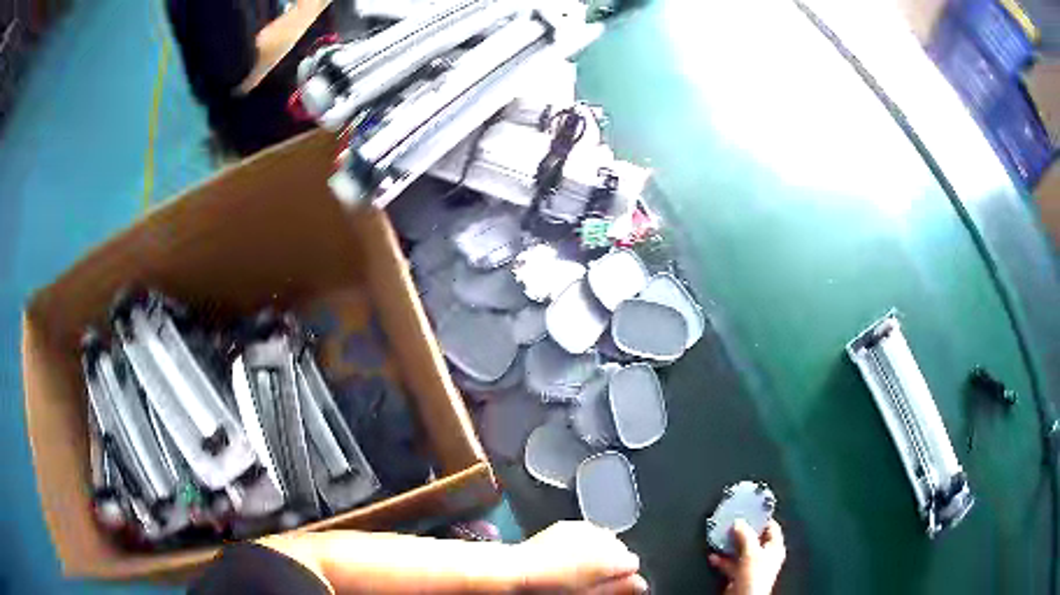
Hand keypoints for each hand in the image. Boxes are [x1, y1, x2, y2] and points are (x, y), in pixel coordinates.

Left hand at [515, 521, 646, 593]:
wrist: (519, 569)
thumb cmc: (553, 587)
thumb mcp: (590, 593)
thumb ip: (619, 588)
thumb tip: (640, 584)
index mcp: (611, 556)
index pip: (633, 563)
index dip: (624, 576)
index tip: (614, 584)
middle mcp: (601, 537)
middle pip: (620, 548)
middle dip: (612, 561)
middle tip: (595, 578)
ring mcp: (585, 527)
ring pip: (605, 539)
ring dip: (599, 551)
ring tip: (581, 568)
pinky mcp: (569, 524)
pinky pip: (587, 532)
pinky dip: (585, 543)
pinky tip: (570, 555)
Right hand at [709, 520, 785, 594]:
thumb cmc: (755, 575)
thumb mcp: (751, 551)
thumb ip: (745, 535)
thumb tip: (739, 522)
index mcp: (775, 547)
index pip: (771, 527)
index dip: (761, 519)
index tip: (749, 511)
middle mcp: (765, 555)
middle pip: (754, 538)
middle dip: (741, 532)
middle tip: (731, 523)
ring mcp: (752, 566)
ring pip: (740, 551)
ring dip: (729, 546)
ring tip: (720, 538)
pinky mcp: (739, 574)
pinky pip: (730, 563)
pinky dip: (722, 560)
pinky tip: (714, 556)